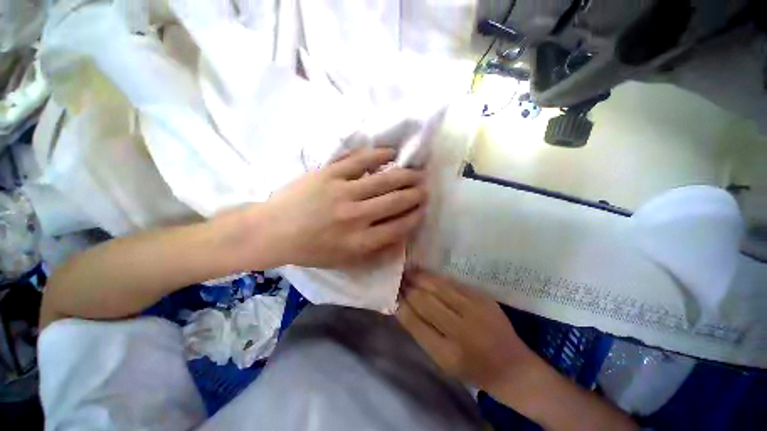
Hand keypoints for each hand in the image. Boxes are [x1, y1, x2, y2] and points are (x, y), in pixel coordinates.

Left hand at [259, 148, 426, 267]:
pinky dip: (379, 155)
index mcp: (359, 242)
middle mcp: (356, 217)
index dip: (415, 216)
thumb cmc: (310, 250)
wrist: (273, 231)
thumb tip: (399, 238)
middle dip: (416, 194)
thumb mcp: (343, 261)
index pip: (399, 227)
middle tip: (424, 188)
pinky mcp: (329, 174)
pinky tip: (391, 154)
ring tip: (416, 172)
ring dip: (405, 175)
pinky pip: (360, 161)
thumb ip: (373, 251)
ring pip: (384, 180)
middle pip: (396, 201)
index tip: (423, 208)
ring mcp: (342, 192)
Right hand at [398, 270, 637, 430]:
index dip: (401, 304)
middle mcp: (460, 330)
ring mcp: (474, 310)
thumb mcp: (443, 362)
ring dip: (420, 277)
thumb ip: (422, 333)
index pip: (414, 321)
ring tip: (408, 271)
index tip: (393, 293)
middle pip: (425, 300)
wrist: (513, 367)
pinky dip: (436, 277)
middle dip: (408, 287)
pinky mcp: (483, 298)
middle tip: (398, 278)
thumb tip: (402, 307)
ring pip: (438, 287)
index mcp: (447, 353)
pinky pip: (453, 283)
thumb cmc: (473, 369)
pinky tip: (427, 273)